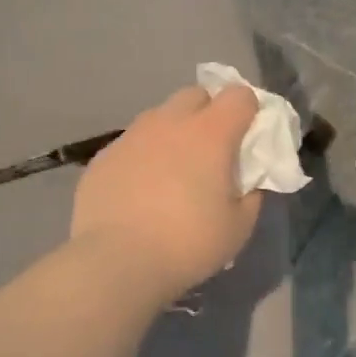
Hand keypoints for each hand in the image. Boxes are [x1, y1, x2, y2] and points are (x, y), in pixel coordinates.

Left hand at [72, 84, 262, 300]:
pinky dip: (144, 157)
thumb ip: (251, 196)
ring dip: (174, 133)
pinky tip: (141, 191)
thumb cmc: (188, 243)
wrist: (115, 261)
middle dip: (209, 112)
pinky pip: (133, 144)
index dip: (250, 111)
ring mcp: (132, 136)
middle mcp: (170, 123)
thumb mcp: (238, 228)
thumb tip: (248, 184)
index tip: (250, 137)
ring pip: (160, 117)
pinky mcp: (103, 156)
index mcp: (211, 134)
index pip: (239, 95)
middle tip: (212, 151)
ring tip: (174, 172)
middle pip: (196, 95)